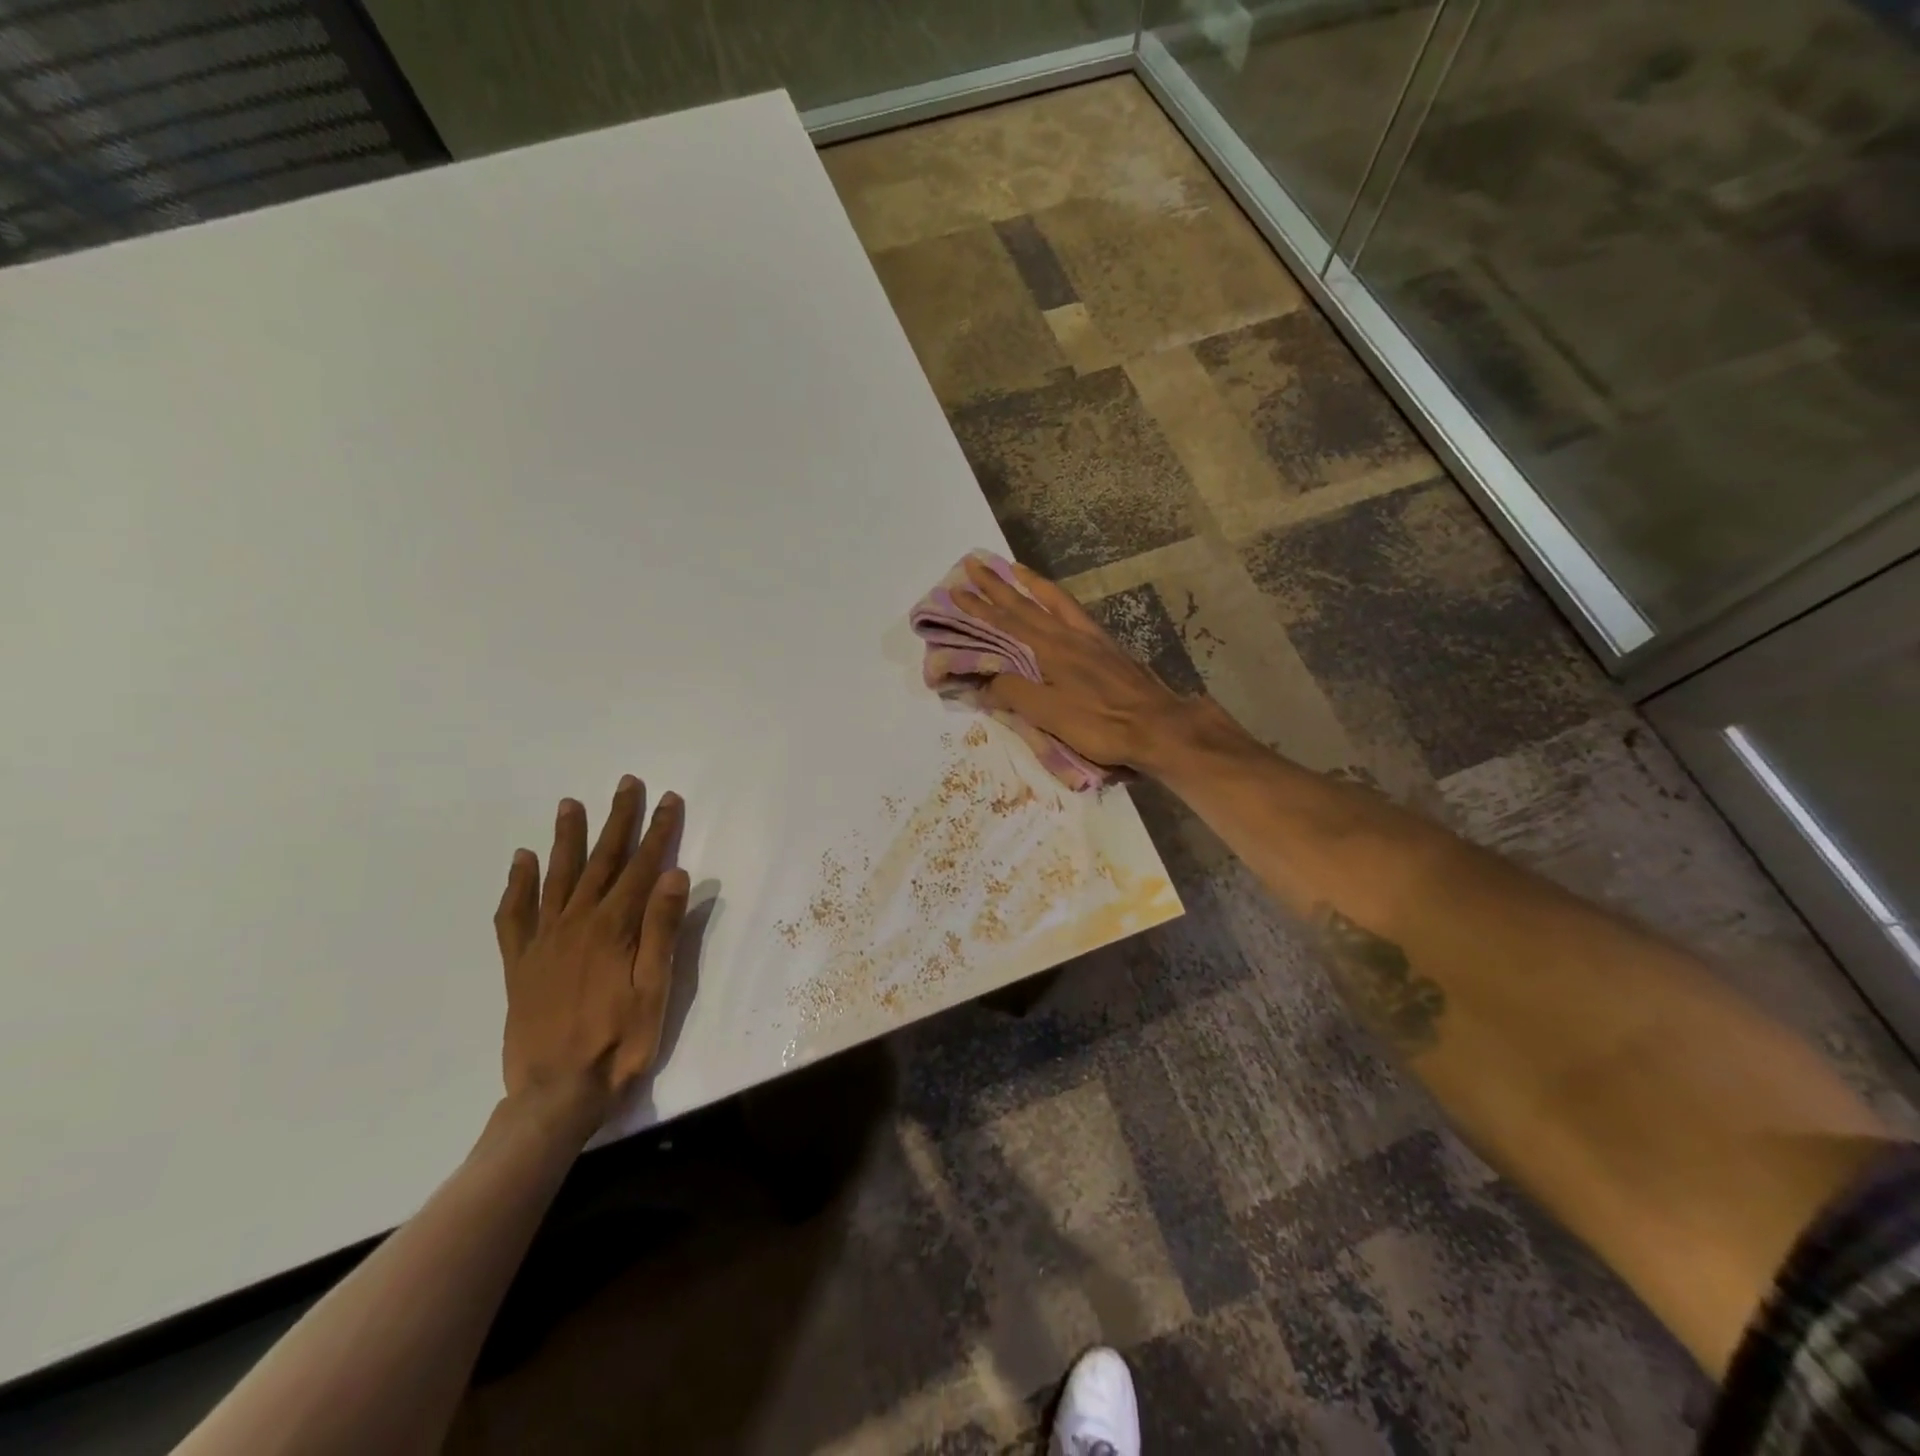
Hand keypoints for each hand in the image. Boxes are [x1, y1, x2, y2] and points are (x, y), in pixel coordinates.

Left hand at [493, 777, 688, 1125]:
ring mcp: (543, 941)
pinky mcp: (520, 964)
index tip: (669, 799)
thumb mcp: (656, 988)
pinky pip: (513, 915)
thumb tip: (675, 873)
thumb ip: (663, 929)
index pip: (643, 867)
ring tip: (570, 805)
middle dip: (618, 820)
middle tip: (625, 784)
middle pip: (602, 861)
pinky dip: (516, 885)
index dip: (659, 831)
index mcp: (614, 927)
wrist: (556, 1094)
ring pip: (556, 877)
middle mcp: (576, 923)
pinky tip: (521, 861)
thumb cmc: (620, 1041)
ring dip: (567, 839)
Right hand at [954, 557, 1199, 772]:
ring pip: (1054, 601)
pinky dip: (1057, 599)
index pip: (1006, 623)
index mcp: (1050, 650)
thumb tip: (983, 681)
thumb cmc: (1101, 724)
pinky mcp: (1108, 646)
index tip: (956, 590)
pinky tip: (1057, 603)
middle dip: (998, 585)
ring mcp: (1091, 638)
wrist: (1158, 726)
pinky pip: (1074, 612)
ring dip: (1030, 584)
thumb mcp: (1050, 715)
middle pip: (1026, 605)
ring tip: (1015, 568)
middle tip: (975, 563)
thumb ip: (1014, 693)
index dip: (979, 608)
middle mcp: (1067, 635)